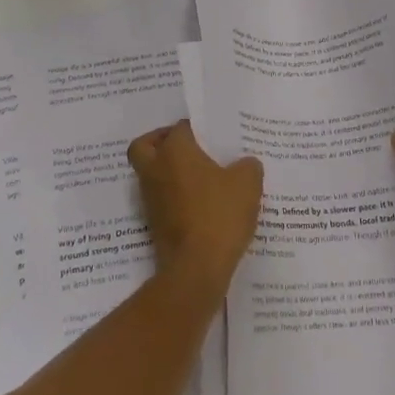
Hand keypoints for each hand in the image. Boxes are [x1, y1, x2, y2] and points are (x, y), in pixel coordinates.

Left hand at [127, 121, 263, 296]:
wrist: (196, 267)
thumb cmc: (219, 214)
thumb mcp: (247, 184)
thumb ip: (248, 166)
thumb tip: (246, 163)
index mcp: (175, 151)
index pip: (180, 127)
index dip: (196, 128)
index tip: (213, 136)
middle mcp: (155, 169)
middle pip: (145, 146)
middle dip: (160, 142)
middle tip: (186, 148)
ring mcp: (150, 197)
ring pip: (150, 173)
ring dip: (167, 171)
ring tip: (199, 178)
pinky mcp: (153, 222)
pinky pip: (160, 198)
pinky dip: (172, 196)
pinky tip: (199, 204)